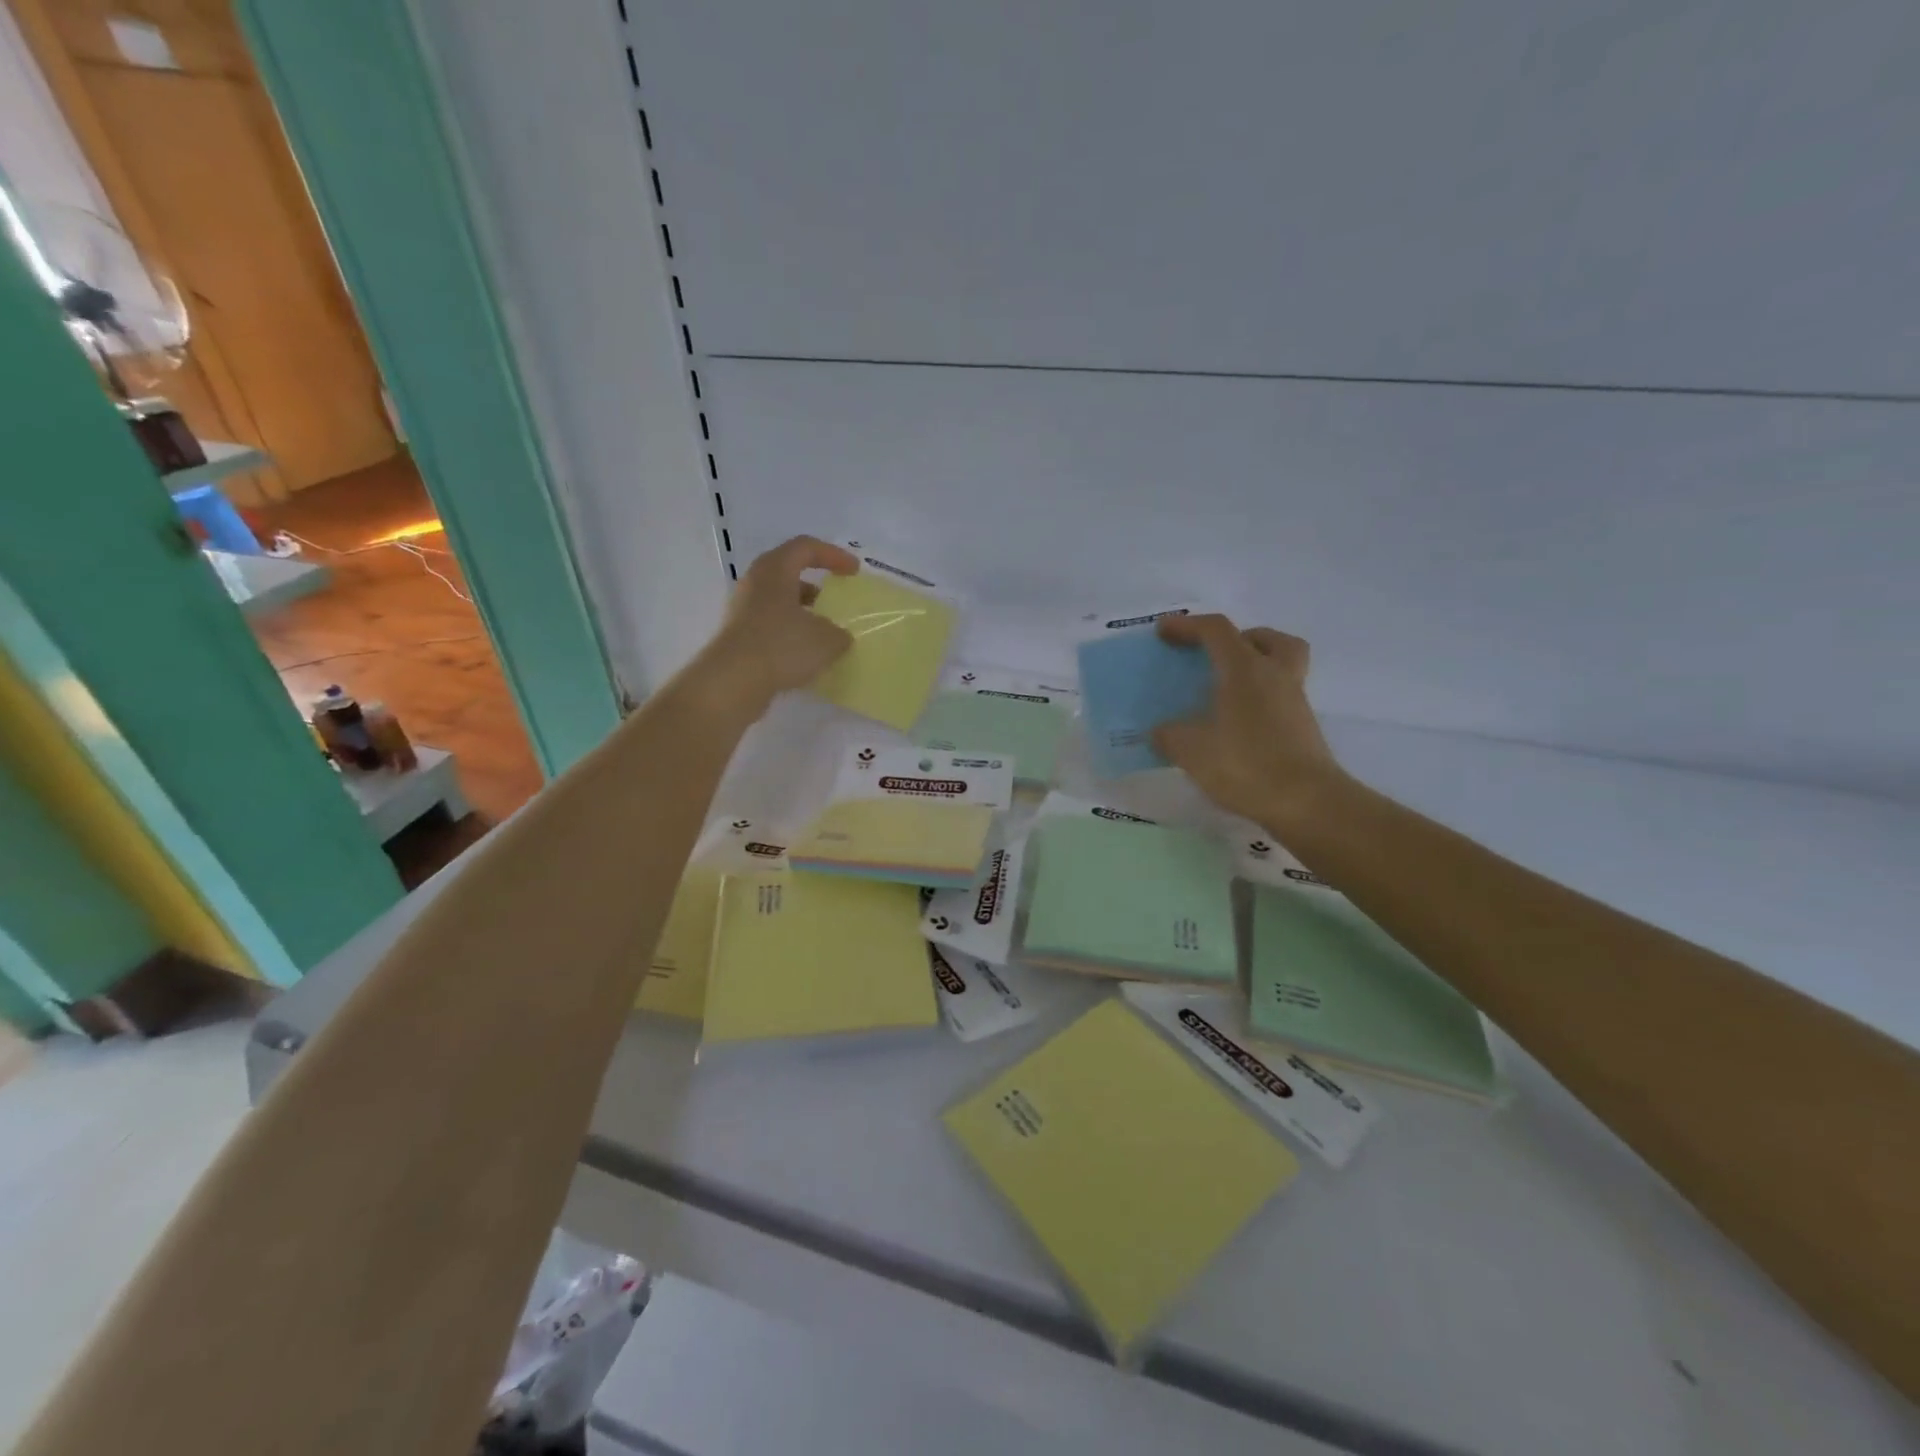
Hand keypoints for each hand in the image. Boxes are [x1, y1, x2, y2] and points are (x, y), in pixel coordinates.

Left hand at [699, 536, 857, 713]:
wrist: (733, 681)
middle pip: (788, 573)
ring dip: (803, 612)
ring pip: (779, 601)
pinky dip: (791, 633)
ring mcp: (743, 610)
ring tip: (825, 632)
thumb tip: (838, 636)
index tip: (854, 572)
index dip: (833, 555)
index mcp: (775, 570)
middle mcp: (755, 583)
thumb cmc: (782, 646)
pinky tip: (806, 654)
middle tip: (835, 598)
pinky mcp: (739, 636)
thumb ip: (839, 633)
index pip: (806, 547)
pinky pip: (771, 625)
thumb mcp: (826, 639)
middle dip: (815, 585)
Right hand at [1151, 614, 1345, 831]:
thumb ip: (1169, 735)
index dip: (1187, 625)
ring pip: (1281, 666)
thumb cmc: (1245, 764)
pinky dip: (1259, 700)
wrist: (1306, 802)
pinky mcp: (1303, 728)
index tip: (1163, 632)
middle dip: (1240, 638)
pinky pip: (1280, 698)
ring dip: (1255, 668)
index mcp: (1245, 669)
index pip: (1216, 630)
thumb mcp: (1191, 750)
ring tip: (1225, 691)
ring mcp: (1294, 702)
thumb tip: (1160, 731)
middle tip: (1215, 656)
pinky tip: (1236, 725)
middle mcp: (1275, 675)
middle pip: (1267, 638)